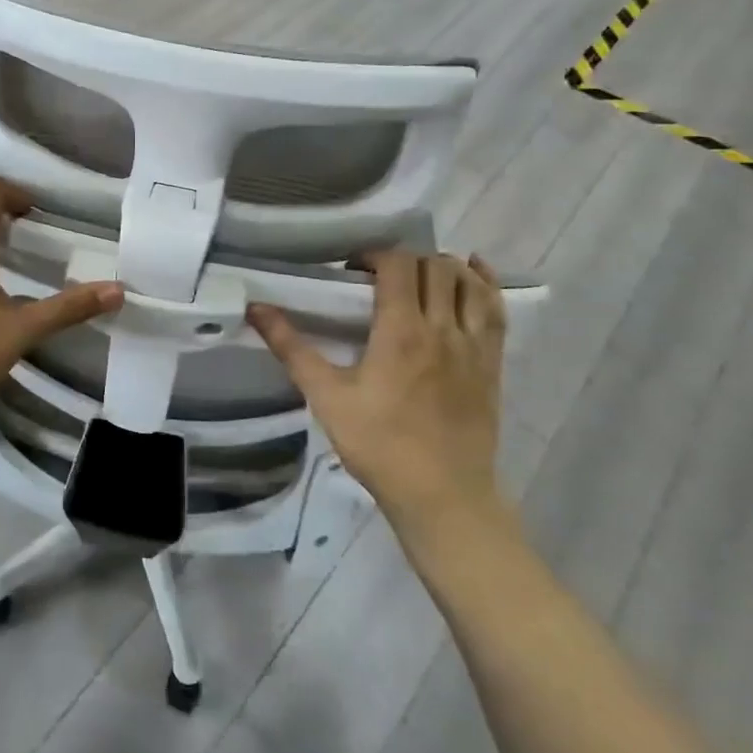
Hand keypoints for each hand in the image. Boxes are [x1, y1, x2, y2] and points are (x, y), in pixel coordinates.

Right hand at [247, 252, 506, 540]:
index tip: (352, 272)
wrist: (442, 495)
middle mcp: (443, 327)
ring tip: (418, 278)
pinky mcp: (493, 363)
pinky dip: (484, 283)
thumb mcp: (326, 397)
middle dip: (404, 260)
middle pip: (434, 266)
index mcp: (401, 331)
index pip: (398, 265)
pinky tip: (472, 272)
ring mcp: (474, 345)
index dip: (374, 256)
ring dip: (442, 267)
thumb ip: (291, 348)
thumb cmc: (378, 445)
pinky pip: (496, 308)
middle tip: (379, 279)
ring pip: (467, 282)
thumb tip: (256, 309)